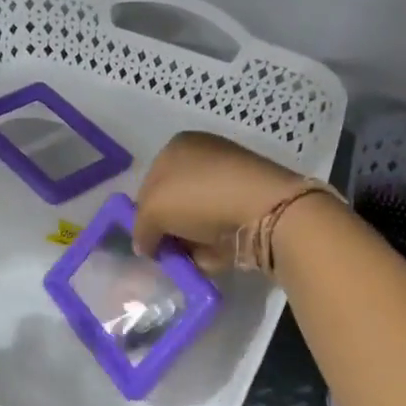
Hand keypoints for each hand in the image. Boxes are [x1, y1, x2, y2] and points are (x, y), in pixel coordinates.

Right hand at [131, 132, 304, 267]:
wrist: (264, 210)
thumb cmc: (200, 197)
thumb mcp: (153, 210)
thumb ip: (141, 229)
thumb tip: (145, 247)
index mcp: (178, 147)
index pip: (148, 182)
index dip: (143, 213)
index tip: (145, 239)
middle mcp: (204, 158)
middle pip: (172, 203)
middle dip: (166, 230)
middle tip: (164, 252)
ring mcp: (229, 182)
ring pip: (195, 219)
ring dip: (188, 241)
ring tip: (187, 259)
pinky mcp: (248, 206)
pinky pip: (218, 230)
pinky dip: (211, 247)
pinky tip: (210, 257)